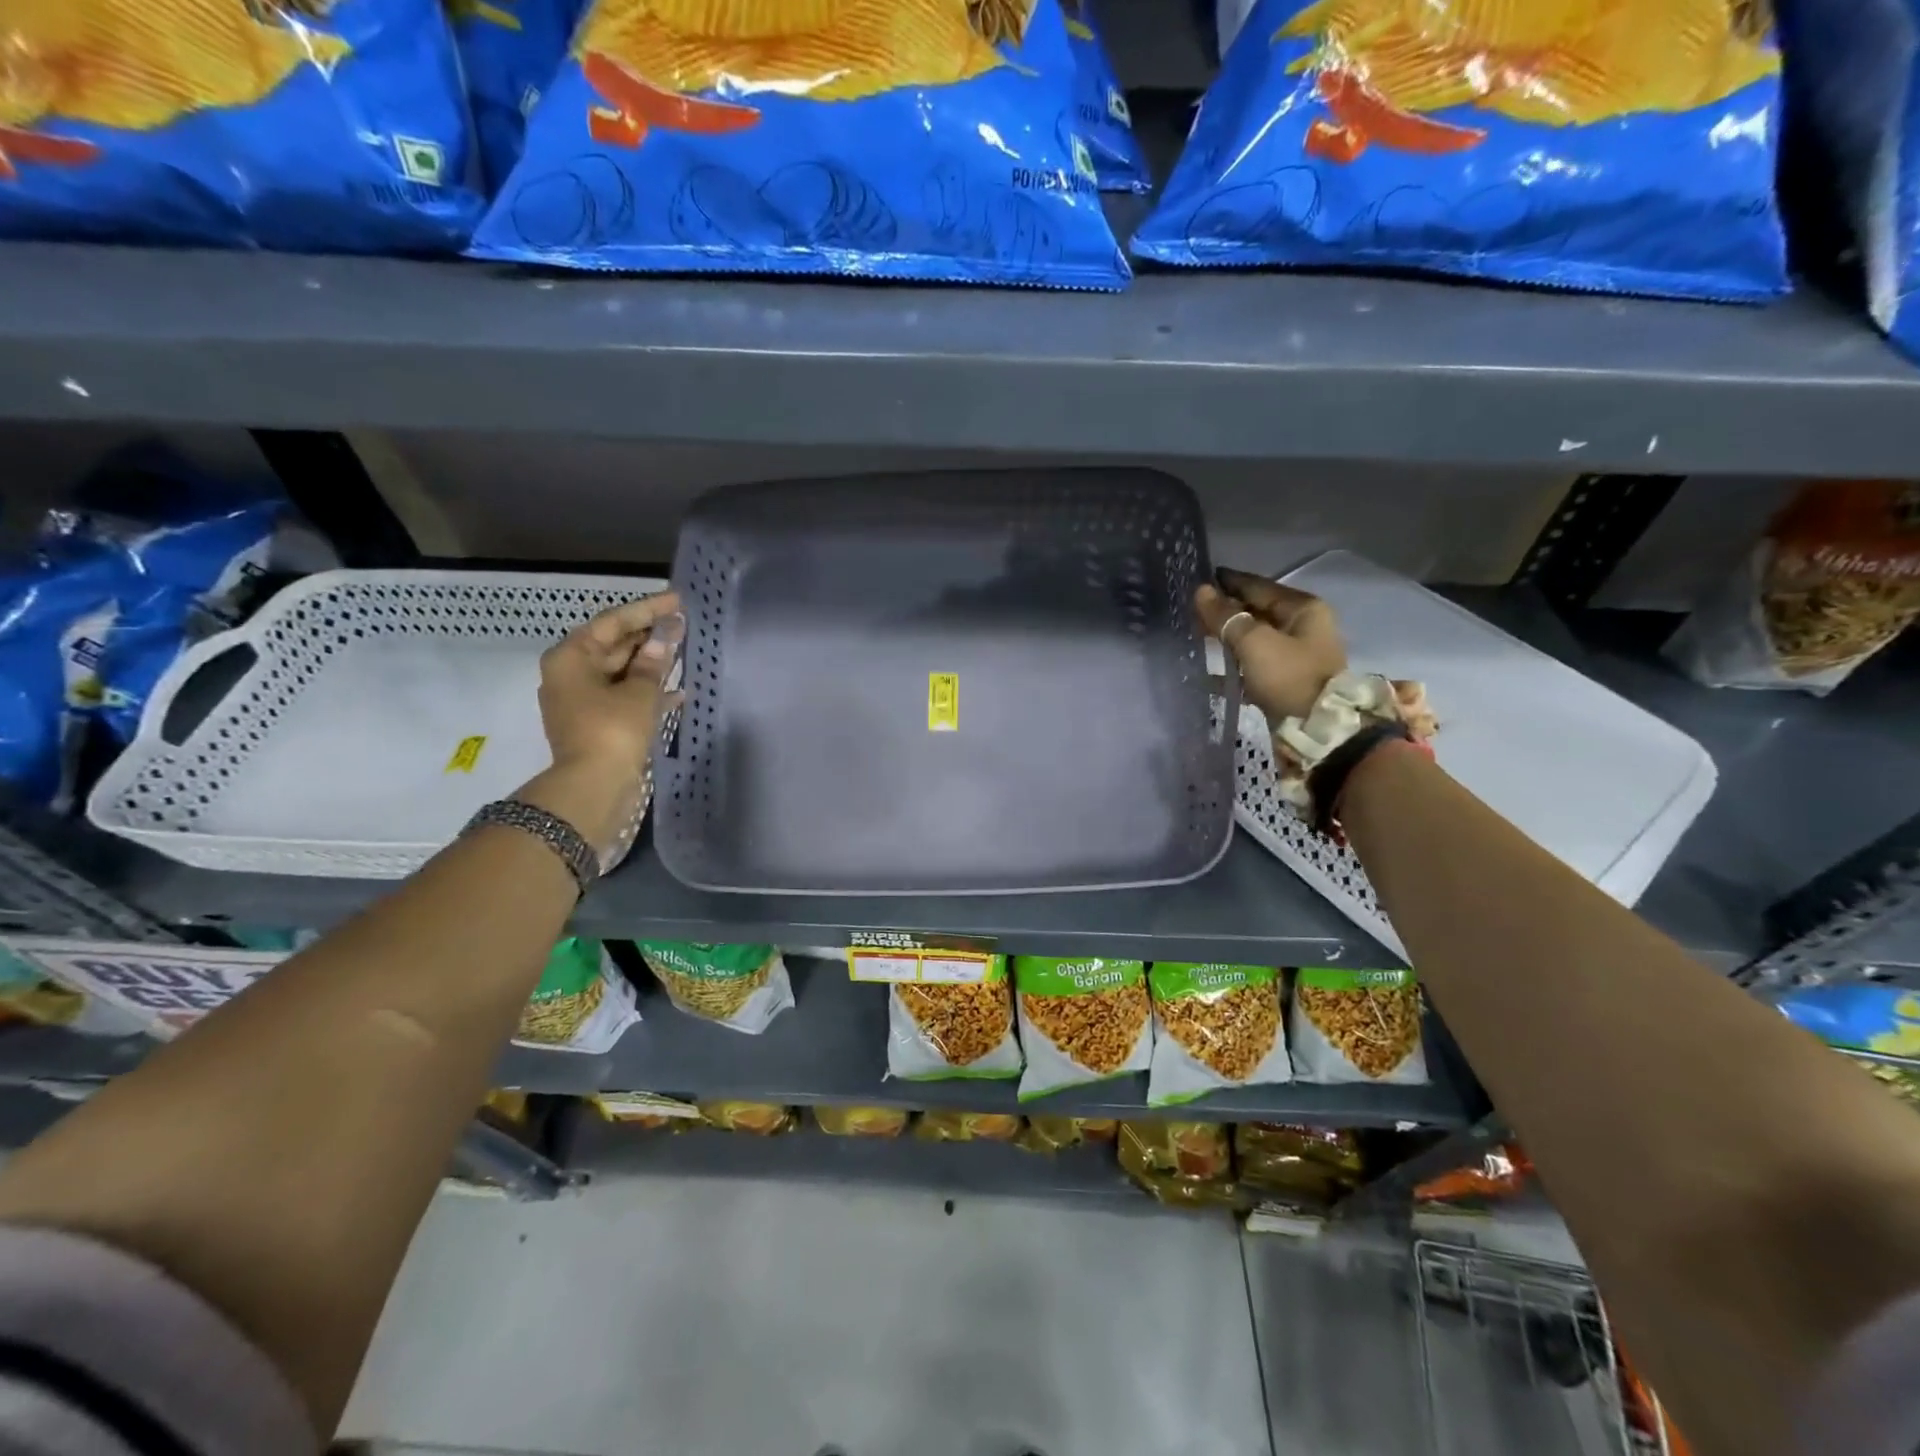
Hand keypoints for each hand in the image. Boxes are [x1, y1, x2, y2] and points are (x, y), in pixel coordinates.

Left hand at [537, 591, 682, 780]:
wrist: (594, 787)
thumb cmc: (612, 730)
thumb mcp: (638, 692)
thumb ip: (653, 662)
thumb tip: (665, 637)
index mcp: (571, 658)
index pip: (613, 622)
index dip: (647, 609)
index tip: (678, 600)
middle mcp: (571, 674)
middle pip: (614, 645)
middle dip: (649, 635)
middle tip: (684, 624)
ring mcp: (582, 701)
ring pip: (621, 671)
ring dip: (651, 663)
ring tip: (684, 650)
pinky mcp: (597, 723)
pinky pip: (624, 696)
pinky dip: (648, 691)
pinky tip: (678, 691)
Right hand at [1195, 568, 1345, 721]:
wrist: (1317, 729)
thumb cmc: (1289, 677)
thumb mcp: (1254, 642)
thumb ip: (1225, 617)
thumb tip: (1201, 591)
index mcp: (1303, 609)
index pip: (1258, 586)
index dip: (1228, 582)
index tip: (1199, 577)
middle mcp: (1301, 626)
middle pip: (1256, 611)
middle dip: (1225, 609)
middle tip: (1190, 608)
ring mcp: (1294, 654)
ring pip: (1252, 637)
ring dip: (1226, 636)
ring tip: (1195, 634)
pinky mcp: (1283, 679)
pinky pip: (1251, 662)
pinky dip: (1231, 662)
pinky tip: (1206, 667)